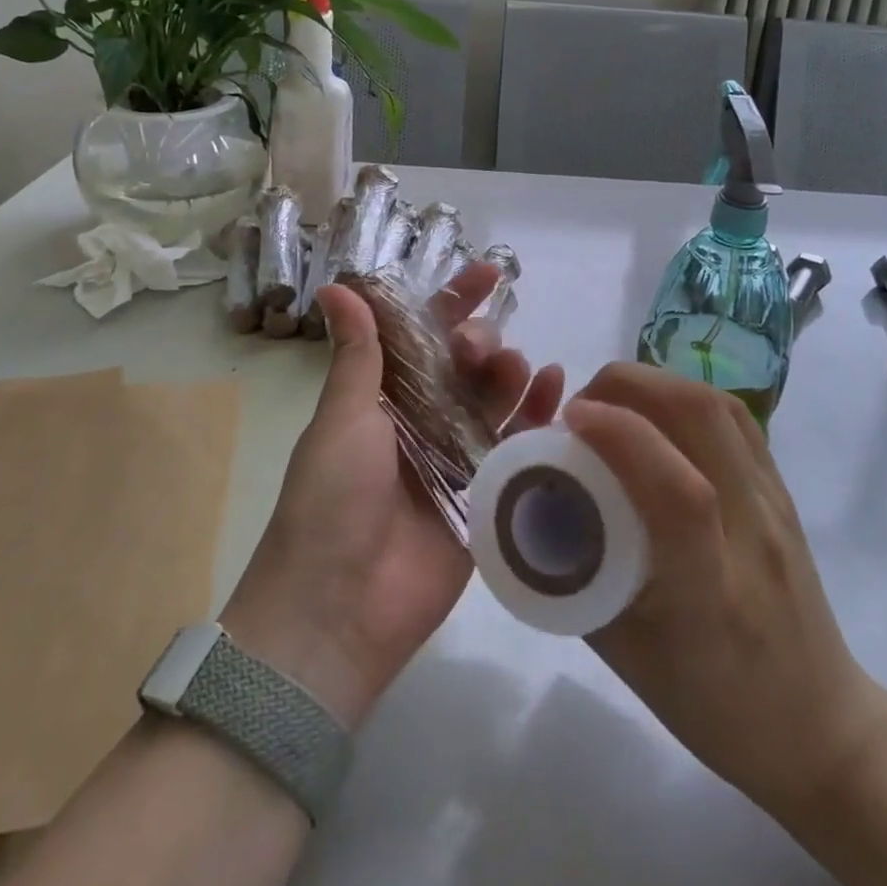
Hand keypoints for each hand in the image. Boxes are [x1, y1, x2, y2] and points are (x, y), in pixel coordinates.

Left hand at [221, 263, 564, 729]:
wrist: (336, 612)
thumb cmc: (330, 500)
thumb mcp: (342, 418)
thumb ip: (357, 353)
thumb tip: (337, 285)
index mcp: (384, 398)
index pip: (423, 335)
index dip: (453, 302)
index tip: (487, 273)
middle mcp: (423, 422)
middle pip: (466, 366)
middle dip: (481, 342)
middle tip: (481, 348)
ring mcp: (456, 460)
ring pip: (495, 401)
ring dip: (511, 375)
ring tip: (519, 367)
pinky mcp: (486, 499)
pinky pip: (518, 448)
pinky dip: (538, 417)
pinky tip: (556, 391)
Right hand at [563, 364, 886, 826]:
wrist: (820, 726)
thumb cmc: (713, 704)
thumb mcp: (624, 656)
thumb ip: (576, 574)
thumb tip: (536, 502)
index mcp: (711, 593)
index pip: (678, 492)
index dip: (620, 435)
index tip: (569, 420)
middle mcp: (753, 533)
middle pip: (701, 418)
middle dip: (628, 386)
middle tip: (581, 407)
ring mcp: (775, 504)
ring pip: (719, 405)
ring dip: (655, 383)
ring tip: (613, 404)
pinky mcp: (783, 488)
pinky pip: (734, 417)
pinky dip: (683, 395)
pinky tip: (655, 415)